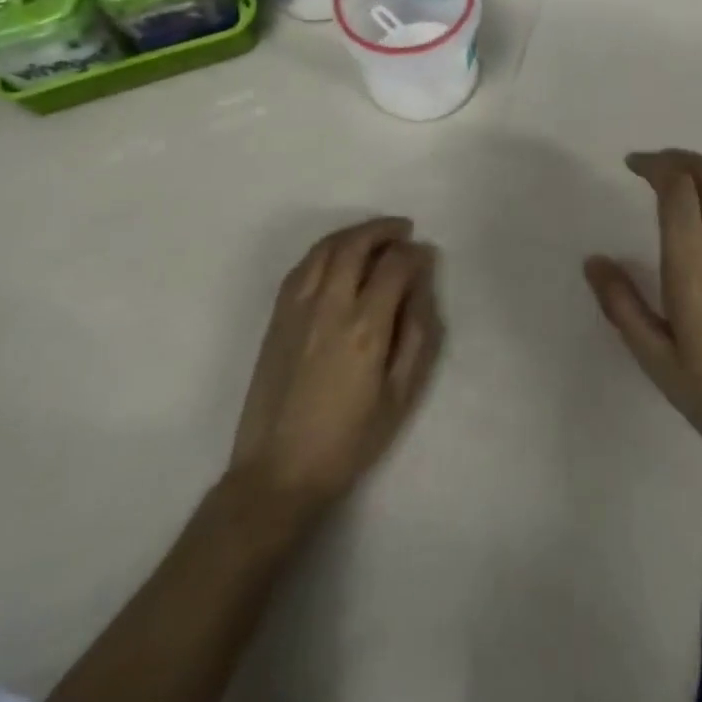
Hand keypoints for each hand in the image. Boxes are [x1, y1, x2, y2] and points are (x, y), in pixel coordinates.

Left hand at [229, 217, 442, 524]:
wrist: (278, 472)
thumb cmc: (349, 440)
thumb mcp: (401, 395)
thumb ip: (417, 334)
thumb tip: (422, 286)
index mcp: (365, 328)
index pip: (395, 265)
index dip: (415, 254)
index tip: (426, 256)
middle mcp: (329, 307)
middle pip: (356, 244)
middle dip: (384, 230)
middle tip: (403, 230)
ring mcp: (297, 309)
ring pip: (325, 248)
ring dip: (354, 233)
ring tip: (374, 236)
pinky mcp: (276, 318)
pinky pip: (302, 266)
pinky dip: (325, 250)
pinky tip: (338, 257)